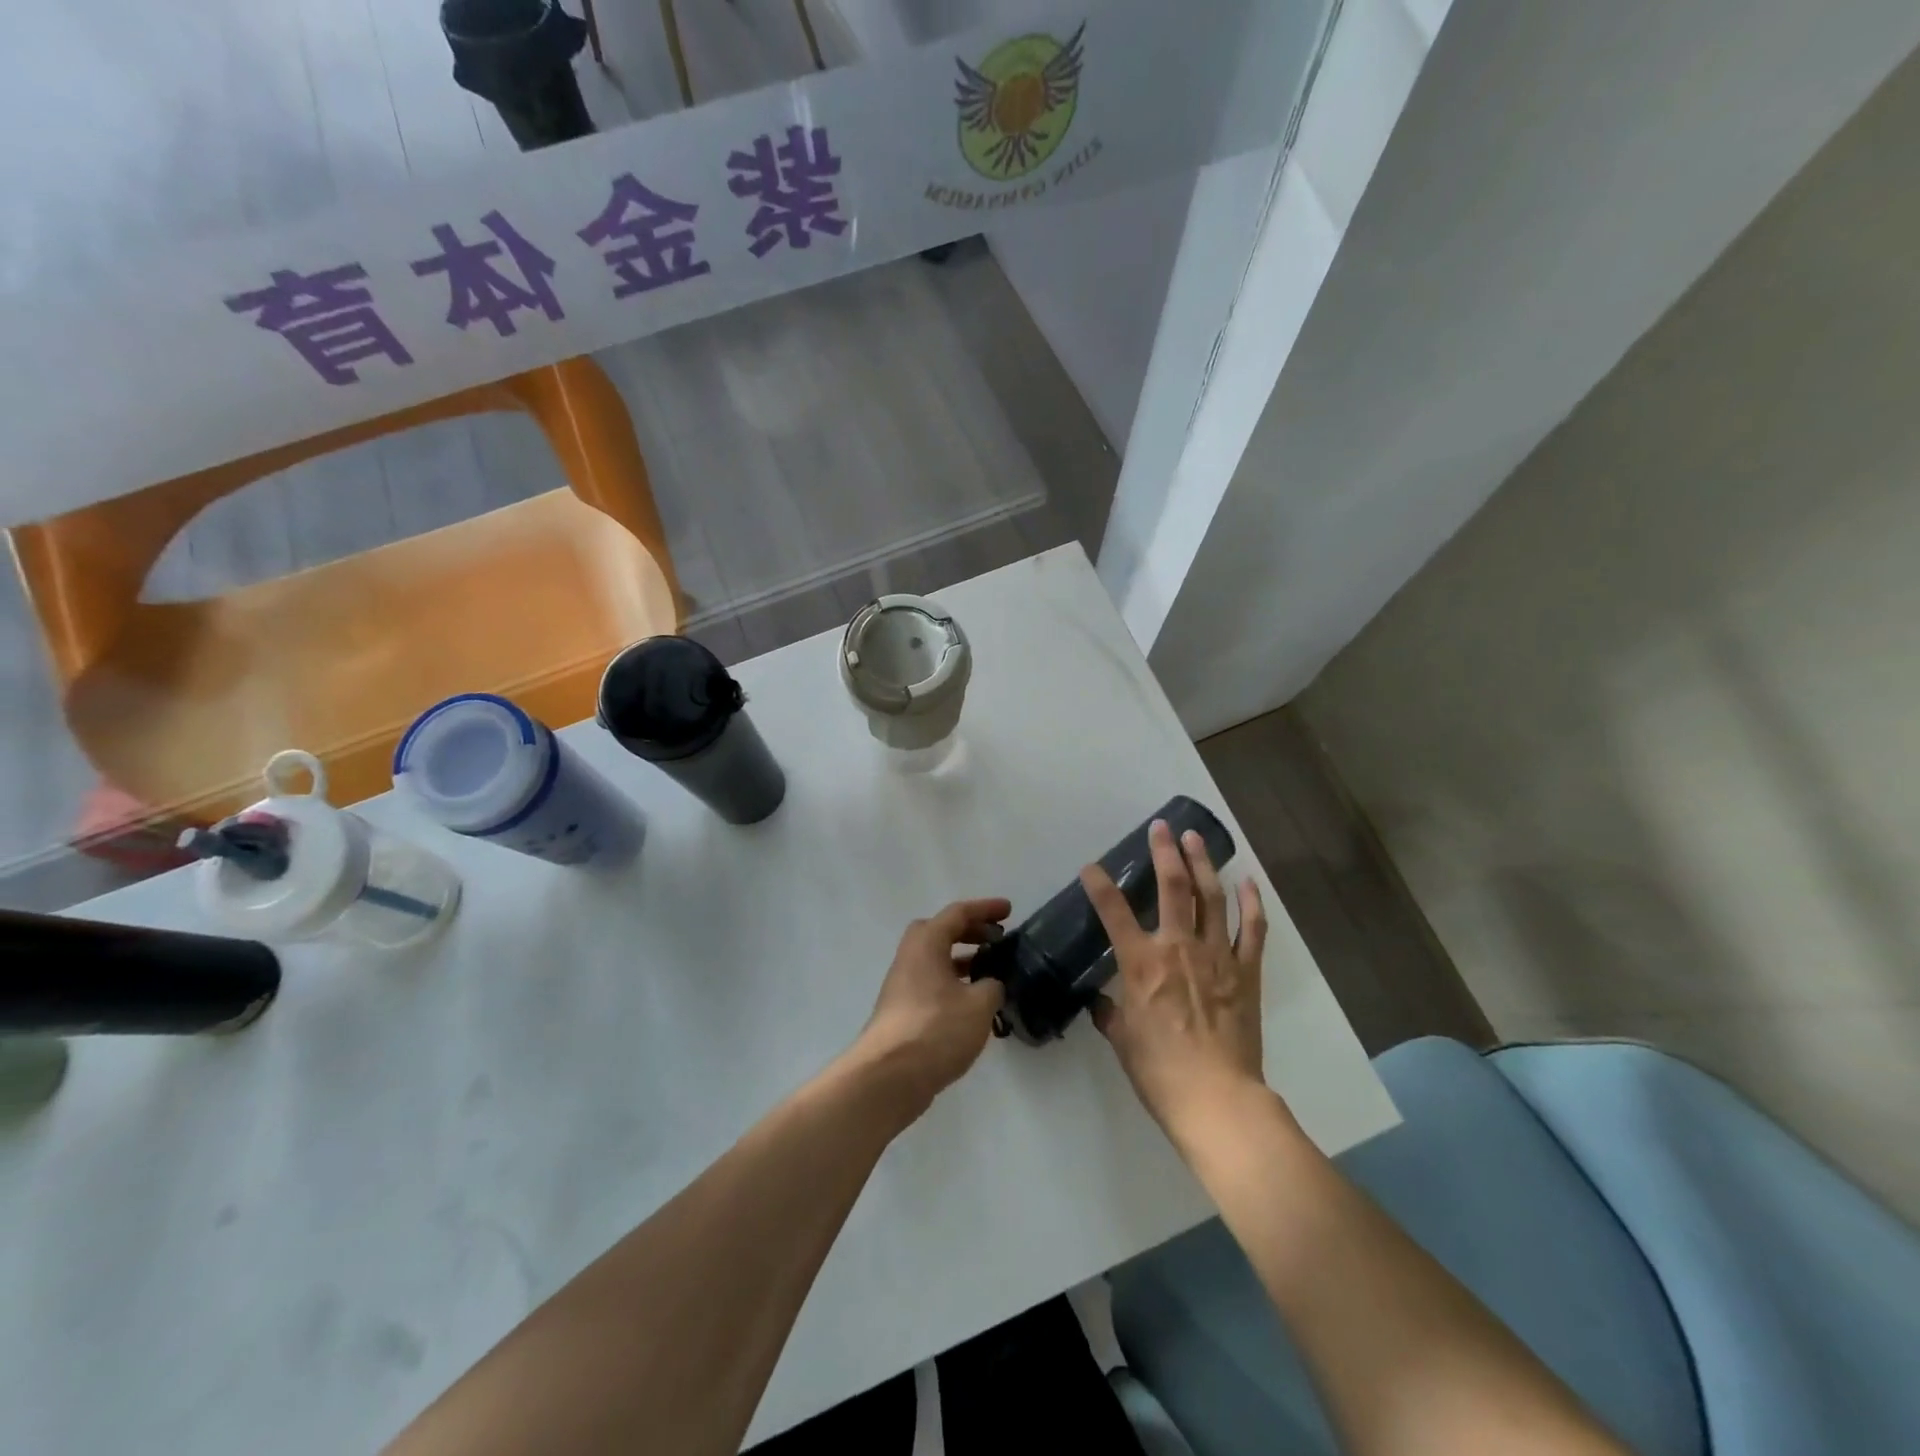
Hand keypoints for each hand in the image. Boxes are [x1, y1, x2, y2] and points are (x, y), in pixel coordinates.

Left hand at [849, 898, 1010, 1118]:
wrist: (889, 1077)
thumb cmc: (936, 1029)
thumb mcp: (978, 1006)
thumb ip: (992, 987)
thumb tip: (991, 984)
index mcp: (926, 944)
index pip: (957, 913)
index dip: (985, 909)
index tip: (1009, 911)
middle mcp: (910, 957)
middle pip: (941, 932)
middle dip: (970, 932)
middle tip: (997, 940)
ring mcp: (903, 986)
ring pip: (936, 960)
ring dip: (962, 959)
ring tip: (991, 972)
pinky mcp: (903, 1012)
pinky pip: (932, 984)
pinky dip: (954, 984)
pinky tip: (974, 1005)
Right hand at [1083, 821, 1268, 1142]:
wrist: (1216, 1098)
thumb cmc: (1159, 1071)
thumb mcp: (1122, 1040)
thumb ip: (1111, 1013)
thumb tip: (1102, 1003)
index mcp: (1141, 964)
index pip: (1114, 912)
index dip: (1100, 885)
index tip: (1091, 868)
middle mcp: (1177, 948)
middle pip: (1171, 888)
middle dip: (1164, 853)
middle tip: (1162, 827)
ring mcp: (1217, 956)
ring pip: (1211, 897)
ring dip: (1203, 864)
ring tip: (1197, 839)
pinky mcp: (1246, 972)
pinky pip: (1252, 929)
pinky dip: (1251, 903)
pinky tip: (1248, 882)